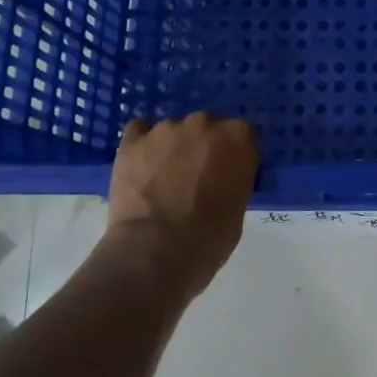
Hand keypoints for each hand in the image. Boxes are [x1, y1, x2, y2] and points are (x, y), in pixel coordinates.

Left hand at [109, 114, 258, 298]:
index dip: (236, 153)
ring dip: (172, 147)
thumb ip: (234, 179)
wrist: (154, 252)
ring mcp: (165, 129)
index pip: (244, 133)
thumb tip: (221, 179)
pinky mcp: (132, 142)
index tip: (230, 172)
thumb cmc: (208, 239)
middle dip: (203, 147)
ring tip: (162, 179)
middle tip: (196, 177)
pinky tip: (141, 166)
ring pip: (173, 130)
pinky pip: (138, 131)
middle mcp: (204, 123)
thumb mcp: (238, 208)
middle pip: (207, 127)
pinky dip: (142, 145)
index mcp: (237, 137)